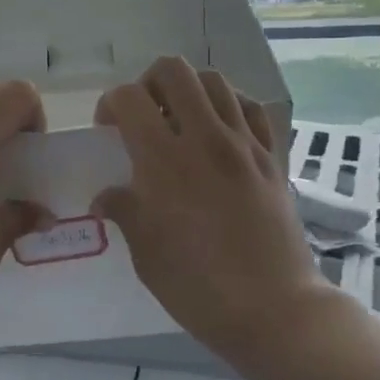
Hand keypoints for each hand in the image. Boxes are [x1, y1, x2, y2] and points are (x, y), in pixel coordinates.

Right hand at [95, 58, 328, 359]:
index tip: (109, 131)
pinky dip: (230, 105)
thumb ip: (125, 212)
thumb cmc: (199, 289)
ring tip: (182, 121)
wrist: (274, 308)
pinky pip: (251, 108)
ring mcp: (244, 143)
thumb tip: (105, 196)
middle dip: (149, 83)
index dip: (110, 105)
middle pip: (174, 70)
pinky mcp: (272, 156)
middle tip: (145, 116)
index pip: (130, 98)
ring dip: (190, 90)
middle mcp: (205, 138)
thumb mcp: (146, 256)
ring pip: (215, 81)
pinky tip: (221, 129)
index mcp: (165, 161)